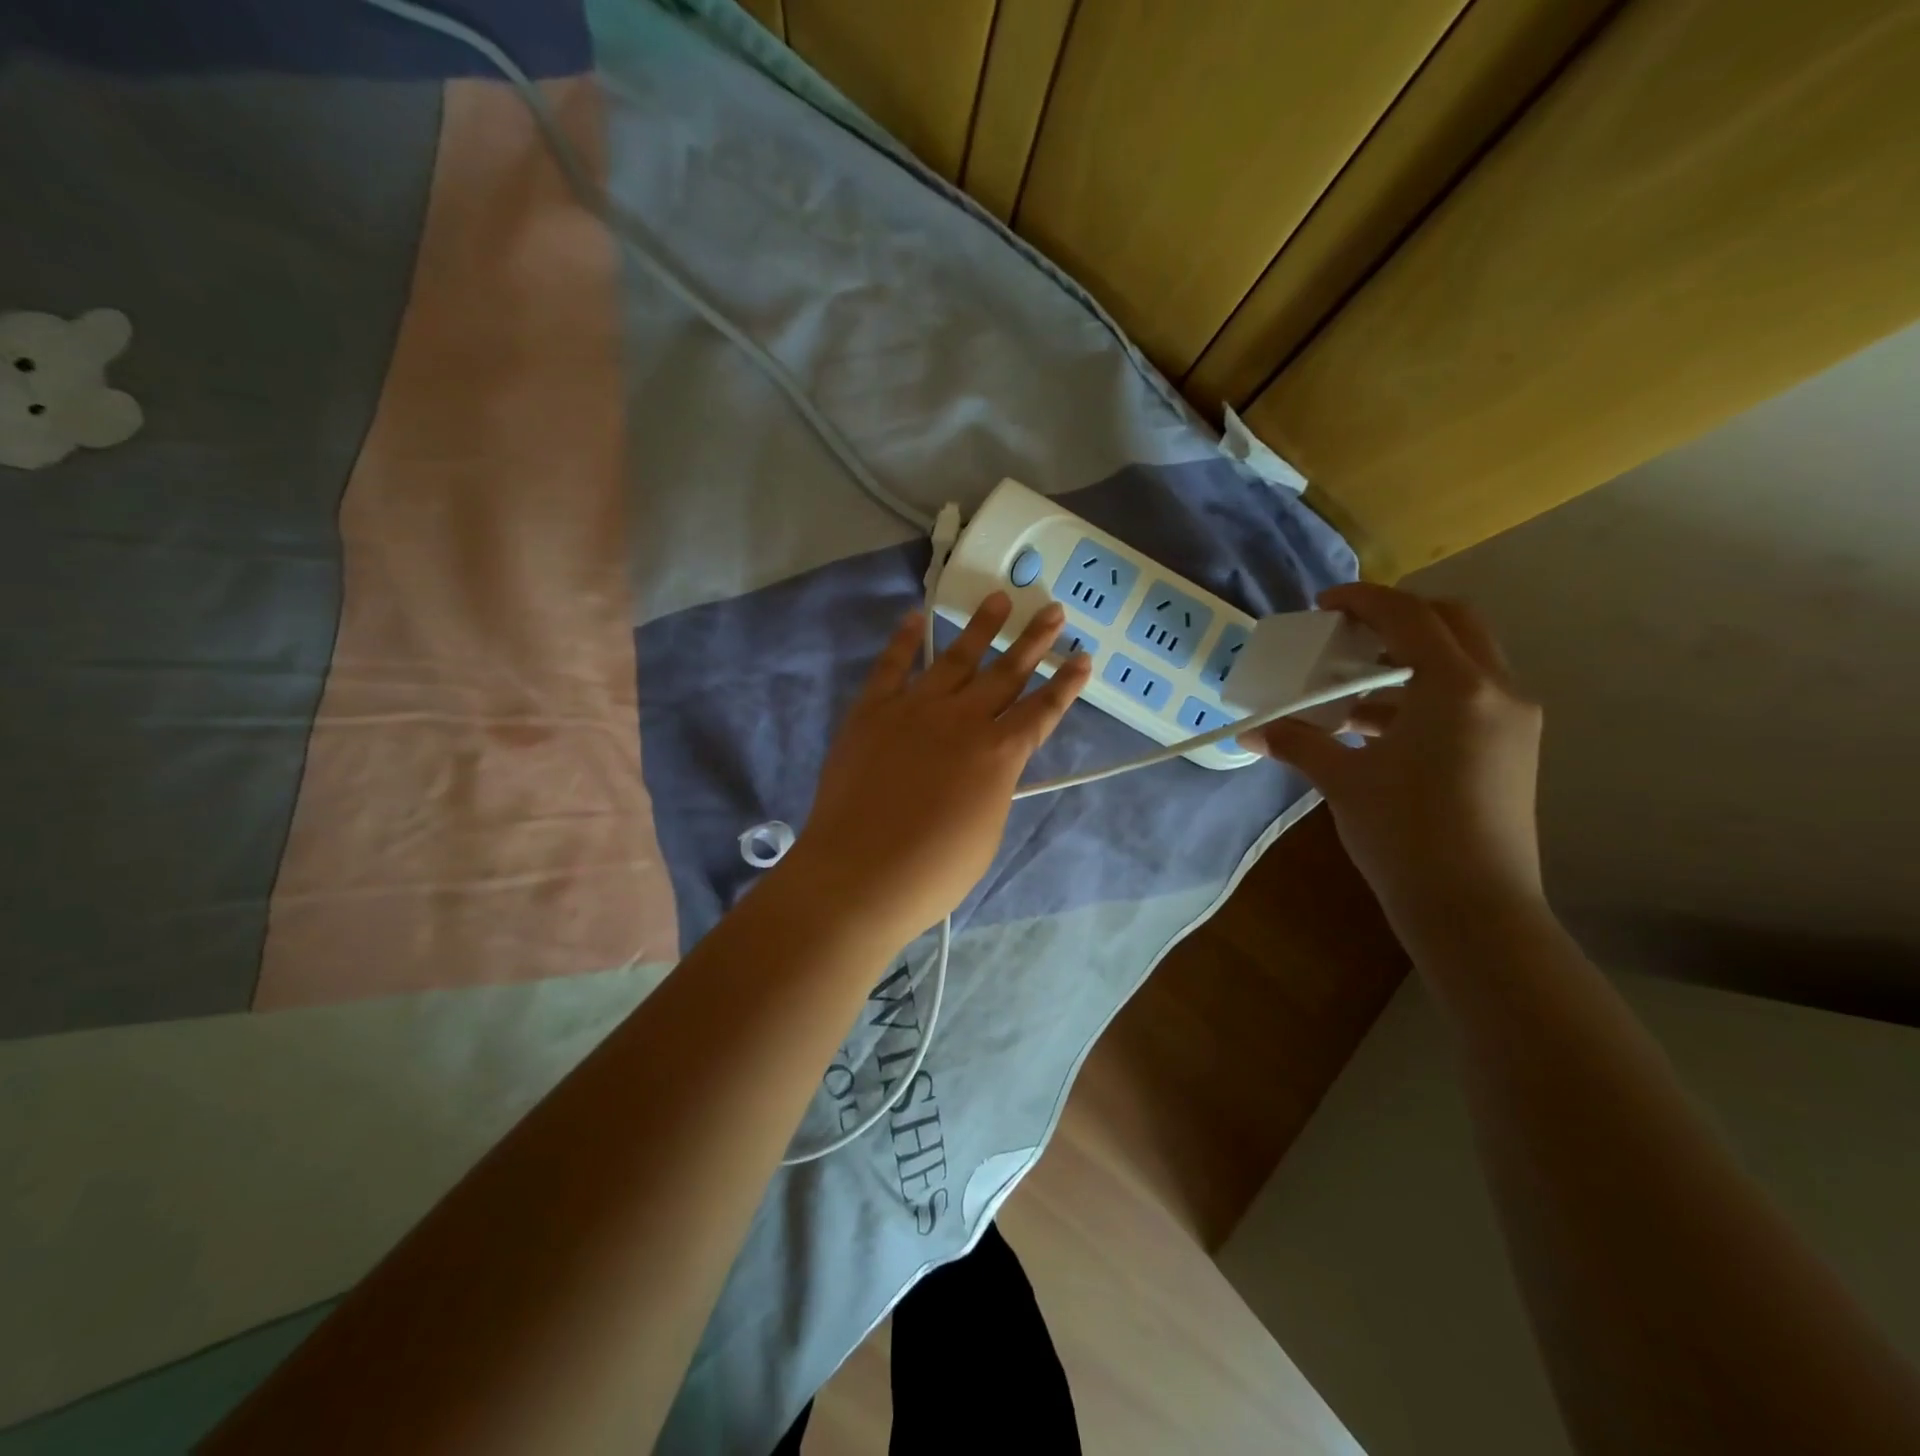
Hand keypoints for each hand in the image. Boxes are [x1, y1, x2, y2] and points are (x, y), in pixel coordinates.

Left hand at [783, 593, 1090, 944]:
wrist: (859, 873)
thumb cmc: (933, 871)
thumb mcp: (986, 832)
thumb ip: (994, 787)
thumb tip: (990, 764)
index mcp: (999, 755)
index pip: (1042, 710)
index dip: (1066, 684)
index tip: (1083, 657)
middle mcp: (964, 720)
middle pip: (1007, 672)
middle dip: (1034, 641)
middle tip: (1053, 611)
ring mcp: (915, 708)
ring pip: (956, 658)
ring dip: (982, 628)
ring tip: (1001, 599)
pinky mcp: (872, 710)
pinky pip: (892, 666)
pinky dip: (904, 639)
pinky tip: (916, 616)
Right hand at [1240, 584, 1544, 930]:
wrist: (1473, 908)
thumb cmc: (1404, 834)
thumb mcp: (1343, 780)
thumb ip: (1299, 743)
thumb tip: (1255, 732)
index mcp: (1457, 687)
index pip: (1409, 616)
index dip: (1363, 600)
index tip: (1324, 604)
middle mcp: (1497, 690)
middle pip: (1452, 623)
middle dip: (1398, 617)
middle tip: (1351, 633)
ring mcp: (1513, 720)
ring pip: (1463, 660)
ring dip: (1410, 659)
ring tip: (1352, 686)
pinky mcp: (1513, 748)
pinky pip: (1469, 697)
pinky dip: (1424, 694)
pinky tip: (1377, 726)